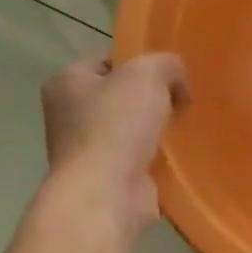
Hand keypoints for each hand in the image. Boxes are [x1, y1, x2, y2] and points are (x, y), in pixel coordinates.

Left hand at [39, 53, 190, 242]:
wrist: (107, 192)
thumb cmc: (117, 124)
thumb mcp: (148, 72)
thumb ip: (167, 63)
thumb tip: (177, 82)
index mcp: (66, 82)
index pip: (109, 60)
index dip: (141, 61)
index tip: (170, 73)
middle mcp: (68, 114)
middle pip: (121, 95)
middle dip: (151, 97)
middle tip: (182, 99)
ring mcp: (85, 149)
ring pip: (131, 127)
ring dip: (156, 128)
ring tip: (184, 125)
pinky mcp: (106, 177)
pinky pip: (138, 156)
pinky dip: (157, 155)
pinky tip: (178, 153)